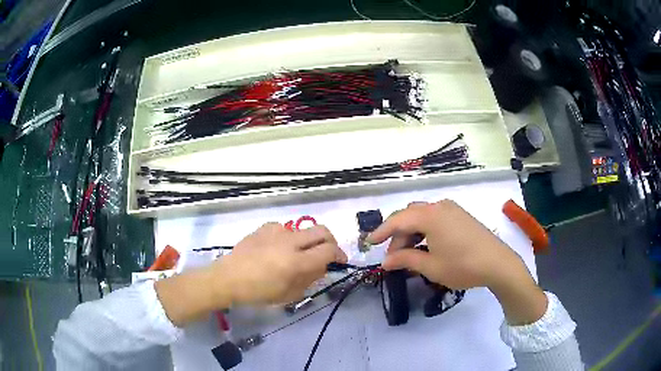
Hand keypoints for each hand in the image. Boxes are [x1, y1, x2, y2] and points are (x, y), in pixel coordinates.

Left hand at [218, 222, 346, 305]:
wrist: (228, 278)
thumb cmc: (259, 292)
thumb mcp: (289, 294)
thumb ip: (310, 279)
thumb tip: (322, 266)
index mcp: (296, 262)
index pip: (329, 251)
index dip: (340, 255)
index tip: (339, 262)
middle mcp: (290, 242)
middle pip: (322, 231)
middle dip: (331, 241)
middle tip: (326, 253)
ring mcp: (277, 231)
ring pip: (304, 229)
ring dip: (308, 241)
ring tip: (298, 254)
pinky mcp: (265, 227)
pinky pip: (286, 229)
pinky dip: (289, 238)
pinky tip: (278, 248)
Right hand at [367, 200, 546, 324]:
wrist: (498, 263)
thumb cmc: (462, 266)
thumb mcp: (430, 266)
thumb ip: (405, 260)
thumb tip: (385, 261)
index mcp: (430, 216)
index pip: (397, 220)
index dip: (381, 232)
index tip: (369, 243)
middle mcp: (439, 206)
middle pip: (410, 216)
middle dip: (398, 235)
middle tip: (395, 257)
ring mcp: (452, 209)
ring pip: (423, 217)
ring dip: (412, 233)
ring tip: (411, 255)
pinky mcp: (461, 215)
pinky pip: (435, 218)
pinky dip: (425, 231)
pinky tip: (428, 247)